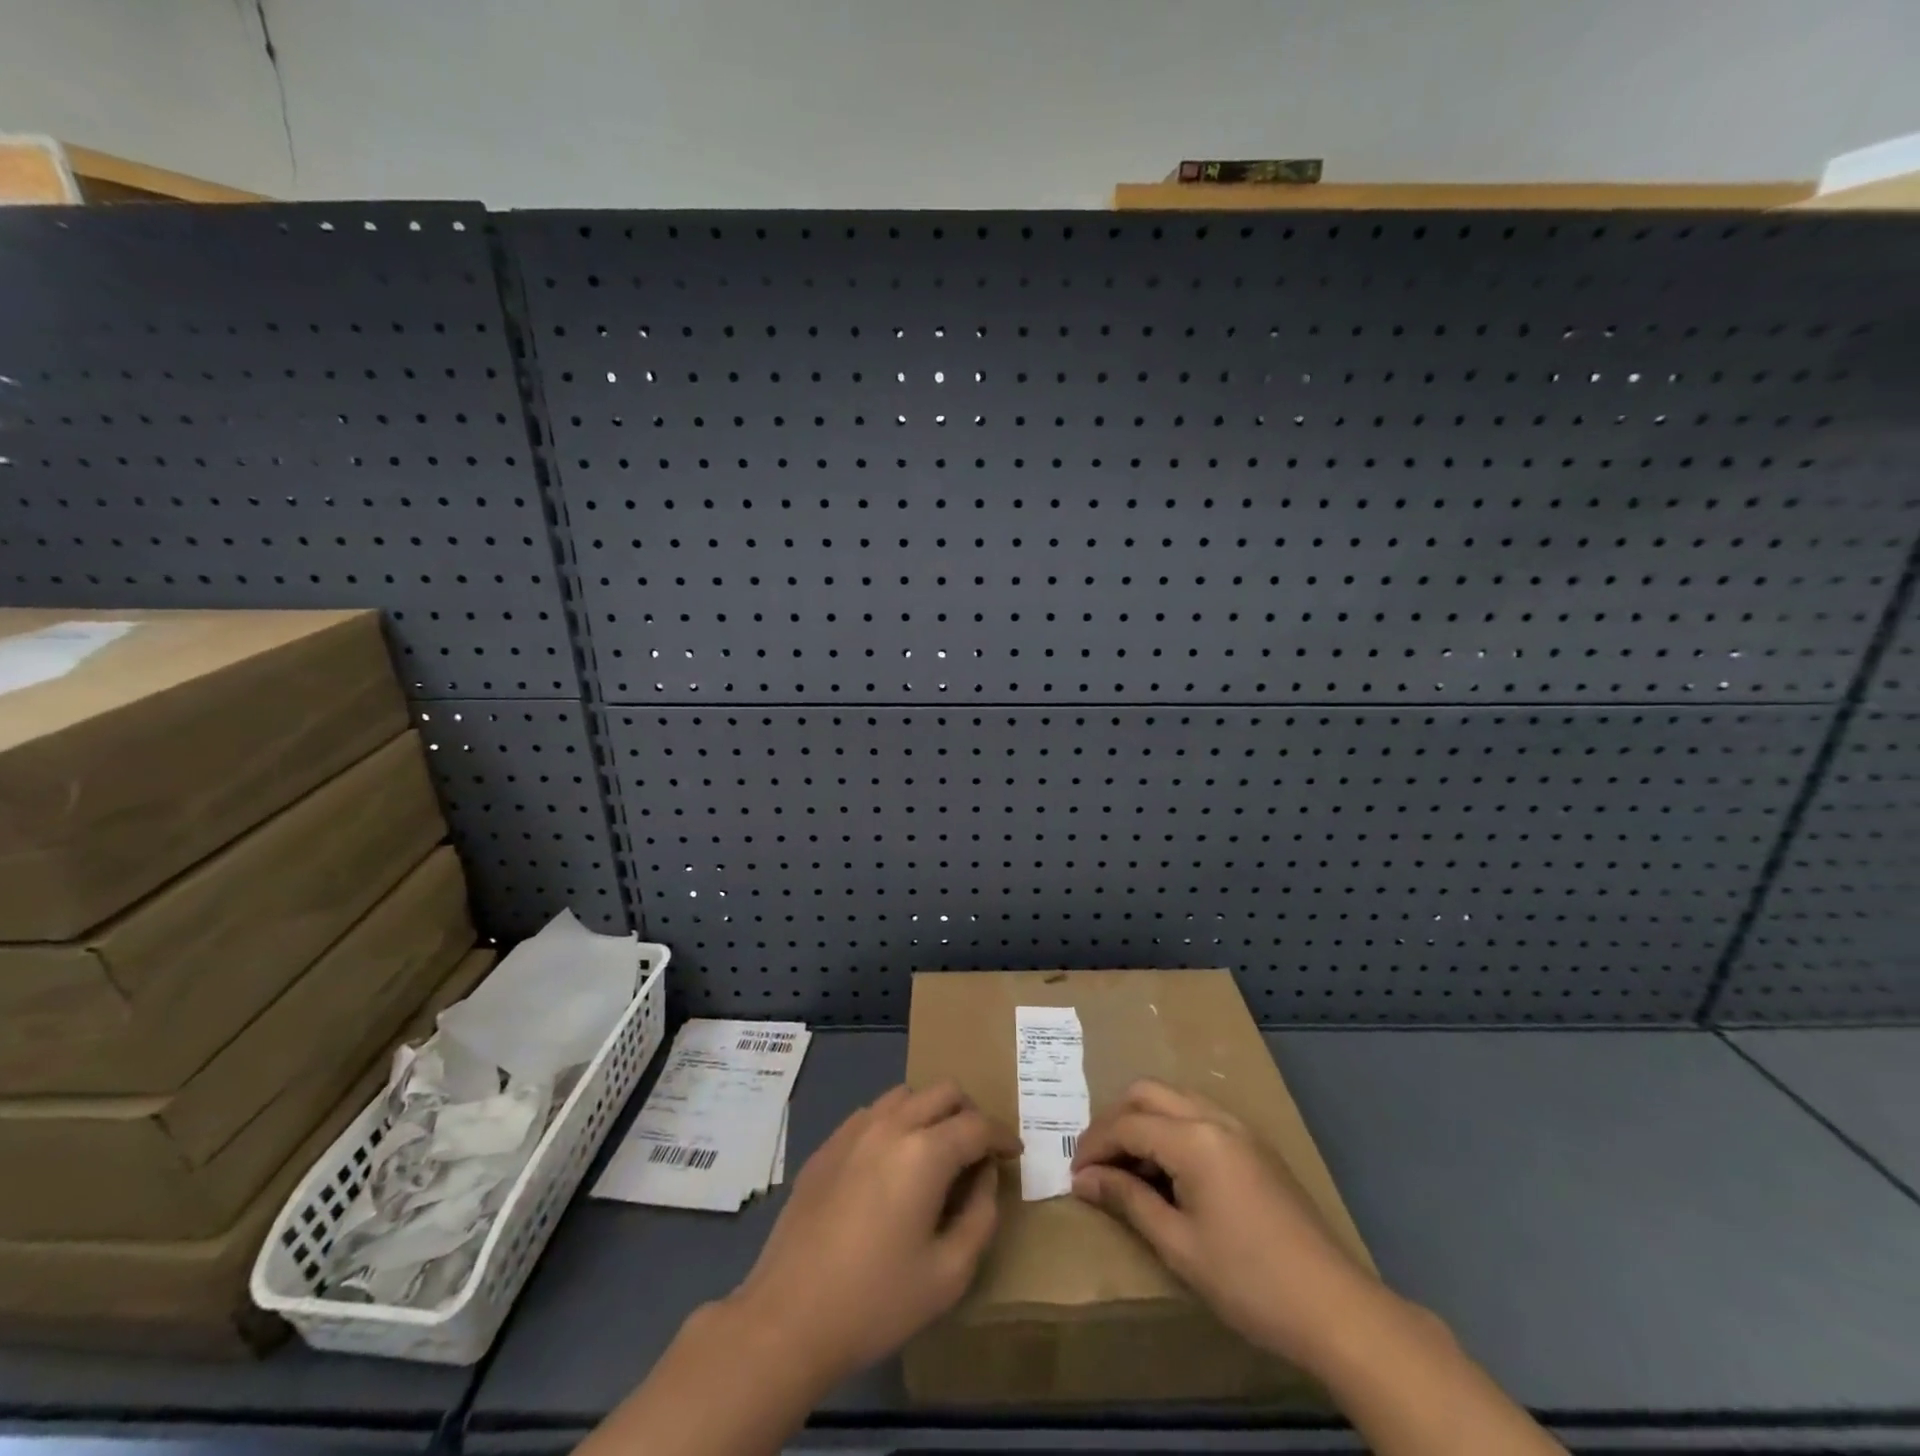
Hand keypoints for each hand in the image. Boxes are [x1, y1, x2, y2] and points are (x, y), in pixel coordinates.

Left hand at [725, 1082, 1019, 1386]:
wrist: (788, 1317)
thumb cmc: (876, 1301)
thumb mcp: (948, 1274)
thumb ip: (980, 1216)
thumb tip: (985, 1177)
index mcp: (925, 1152)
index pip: (977, 1125)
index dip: (1002, 1136)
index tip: (1013, 1153)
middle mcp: (891, 1124)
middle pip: (943, 1091)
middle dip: (969, 1113)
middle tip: (978, 1150)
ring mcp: (854, 1130)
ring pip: (906, 1094)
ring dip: (930, 1112)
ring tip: (936, 1152)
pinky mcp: (828, 1145)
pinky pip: (873, 1113)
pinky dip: (896, 1123)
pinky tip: (892, 1164)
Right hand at [1070, 1078, 1385, 1374]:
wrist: (1334, 1307)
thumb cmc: (1248, 1281)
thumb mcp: (1178, 1245)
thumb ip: (1128, 1200)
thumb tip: (1084, 1179)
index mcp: (1194, 1138)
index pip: (1127, 1124)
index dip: (1093, 1146)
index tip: (1074, 1176)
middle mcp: (1214, 1118)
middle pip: (1147, 1093)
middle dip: (1114, 1121)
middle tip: (1097, 1163)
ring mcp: (1239, 1128)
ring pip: (1174, 1099)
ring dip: (1143, 1121)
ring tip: (1128, 1167)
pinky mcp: (1254, 1145)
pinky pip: (1199, 1115)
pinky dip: (1171, 1128)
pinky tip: (1168, 1170)